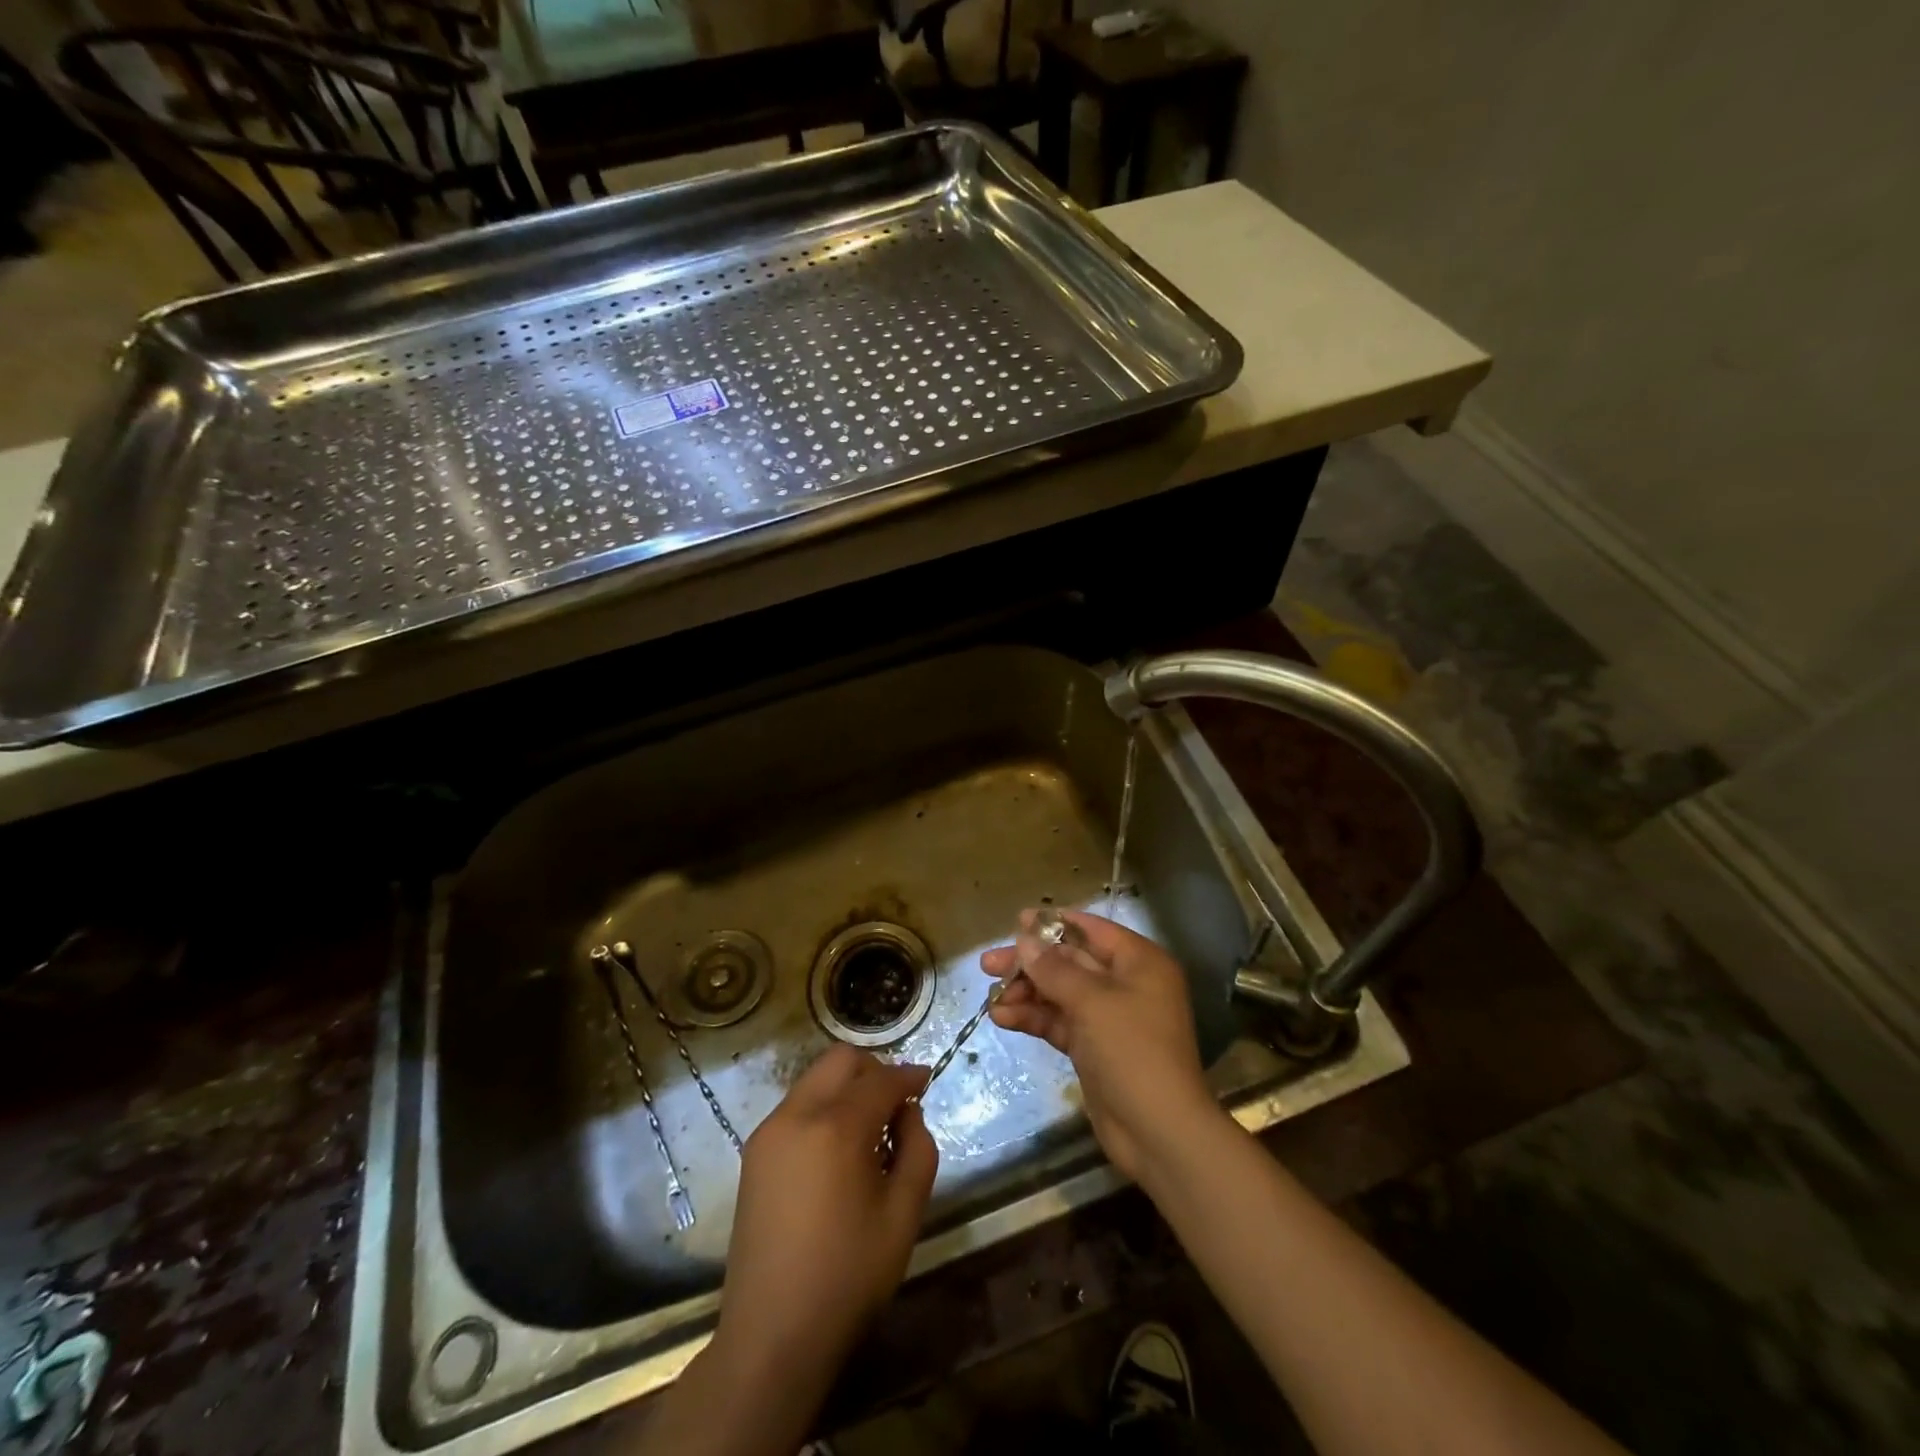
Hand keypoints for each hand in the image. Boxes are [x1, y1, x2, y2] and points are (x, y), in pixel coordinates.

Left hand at [712, 1045, 937, 1387]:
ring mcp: (769, 1131)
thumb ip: (918, 1148)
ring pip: (816, 1079)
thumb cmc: (848, 1276)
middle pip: (841, 1060)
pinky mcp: (754, 1152)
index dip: (909, 1076)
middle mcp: (797, 1114)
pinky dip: (824, 1108)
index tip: (928, 1081)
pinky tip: (838, 1150)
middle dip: (874, 1070)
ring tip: (869, 1130)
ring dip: (847, 1088)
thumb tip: (908, 1113)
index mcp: (836, 1127)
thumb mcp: (904, 1213)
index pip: (881, 1079)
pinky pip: (797, 1106)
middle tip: (897, 1103)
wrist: (772, 1335)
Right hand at [981, 908, 1216, 1179]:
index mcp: (1139, 962)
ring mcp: (1109, 1018)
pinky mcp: (1093, 1048)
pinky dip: (1033, 1018)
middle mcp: (1125, 984)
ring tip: (991, 998)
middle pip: (1071, 962)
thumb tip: (1024, 941)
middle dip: (1030, 963)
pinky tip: (1002, 1018)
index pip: (1093, 930)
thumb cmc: (1133, 1050)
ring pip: (1060, 993)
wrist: (1158, 1131)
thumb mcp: (1091, 1002)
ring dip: (1026, 993)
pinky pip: (1059, 1022)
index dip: (1054, 923)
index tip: (1017, 921)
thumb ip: (1054, 969)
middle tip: (988, 963)